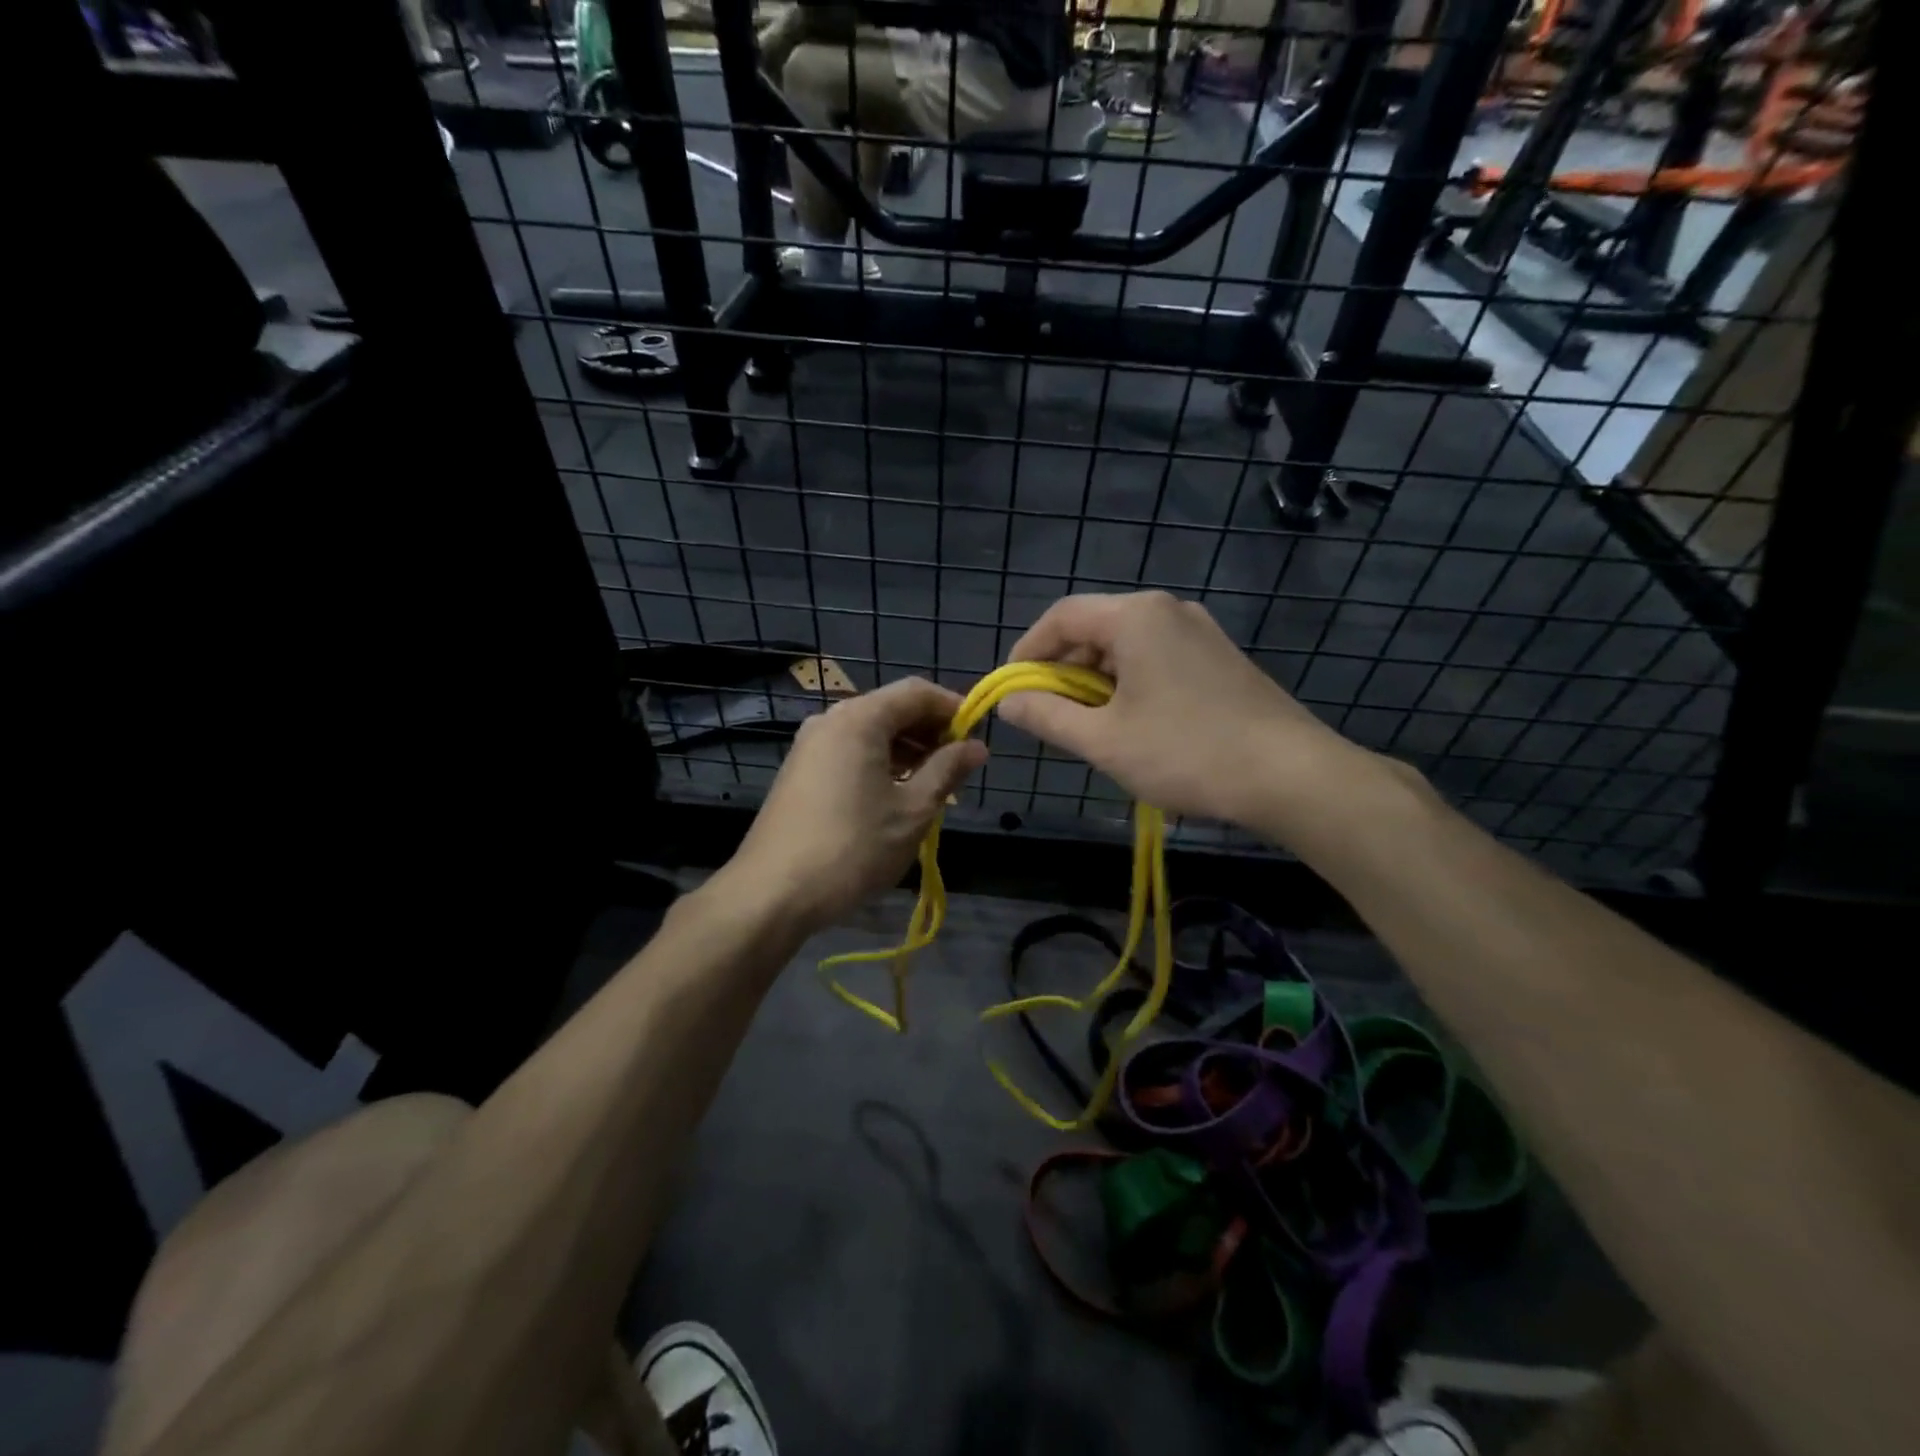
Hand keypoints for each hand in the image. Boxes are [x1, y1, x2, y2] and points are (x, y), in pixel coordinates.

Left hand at [721, 678, 987, 932]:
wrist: (772, 894)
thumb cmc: (852, 848)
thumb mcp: (913, 811)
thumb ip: (947, 771)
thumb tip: (976, 746)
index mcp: (859, 718)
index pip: (917, 692)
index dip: (953, 708)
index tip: (978, 737)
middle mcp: (831, 720)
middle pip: (892, 708)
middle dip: (930, 730)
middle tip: (959, 765)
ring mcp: (810, 745)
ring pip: (870, 732)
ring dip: (907, 749)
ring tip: (934, 783)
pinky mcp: (800, 771)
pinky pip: (850, 751)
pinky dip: (880, 762)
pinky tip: (896, 794)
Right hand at [997, 592, 1366, 827]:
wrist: (1291, 775)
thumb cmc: (1187, 753)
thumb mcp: (1104, 740)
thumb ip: (1048, 716)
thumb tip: (1009, 702)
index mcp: (1136, 617)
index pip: (1061, 617)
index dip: (1027, 652)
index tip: (1012, 690)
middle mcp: (1169, 611)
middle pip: (1095, 629)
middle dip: (1063, 670)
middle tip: (1050, 715)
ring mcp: (1201, 632)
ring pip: (1127, 646)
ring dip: (1096, 681)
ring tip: (1089, 727)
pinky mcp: (1220, 658)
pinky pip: (1158, 659)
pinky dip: (1131, 684)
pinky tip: (1134, 724)